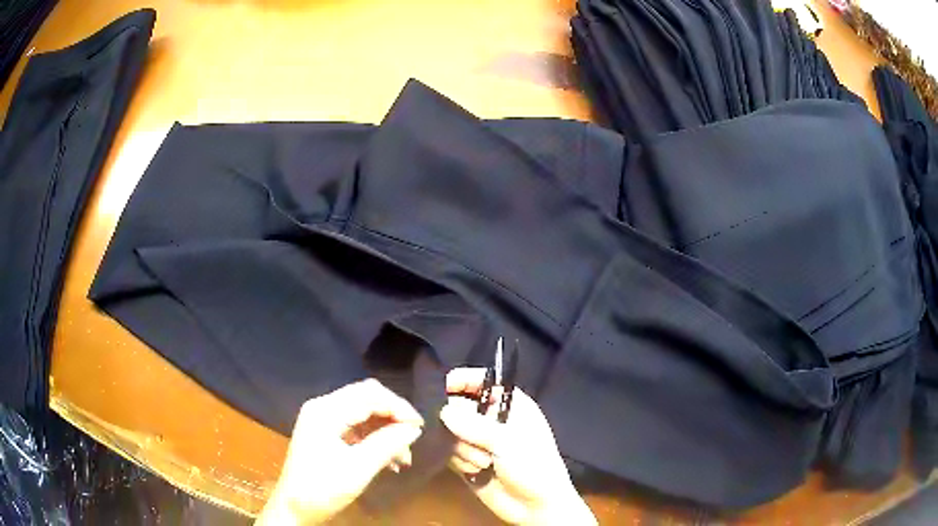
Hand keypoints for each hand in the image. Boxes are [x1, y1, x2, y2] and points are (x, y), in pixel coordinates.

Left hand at [256, 379, 423, 525]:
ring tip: (404, 457)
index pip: (369, 395)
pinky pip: (356, 426)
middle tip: (413, 438)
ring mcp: (322, 419)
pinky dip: (374, 438)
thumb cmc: (323, 488)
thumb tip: (414, 428)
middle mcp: (323, 407)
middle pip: (366, 398)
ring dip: (386, 430)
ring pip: (363, 412)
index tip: (420, 427)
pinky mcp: (325, 432)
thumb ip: (388, 444)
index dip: (398, 407)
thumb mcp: (359, 469)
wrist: (294, 508)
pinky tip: (389, 459)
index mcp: (326, 411)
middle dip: (393, 417)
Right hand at [440, 368, 595, 524]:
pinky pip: (449, 453)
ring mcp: (478, 441)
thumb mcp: (508, 442)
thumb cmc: (533, 466)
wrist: (535, 506)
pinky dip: (459, 461)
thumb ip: (474, 425)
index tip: (444, 385)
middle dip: (461, 424)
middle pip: (460, 407)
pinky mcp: (467, 460)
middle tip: (472, 440)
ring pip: (451, 432)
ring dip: (462, 448)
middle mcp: (493, 420)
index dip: (464, 380)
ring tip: (483, 463)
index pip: (484, 382)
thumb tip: (443, 412)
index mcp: (511, 406)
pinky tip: (475, 472)